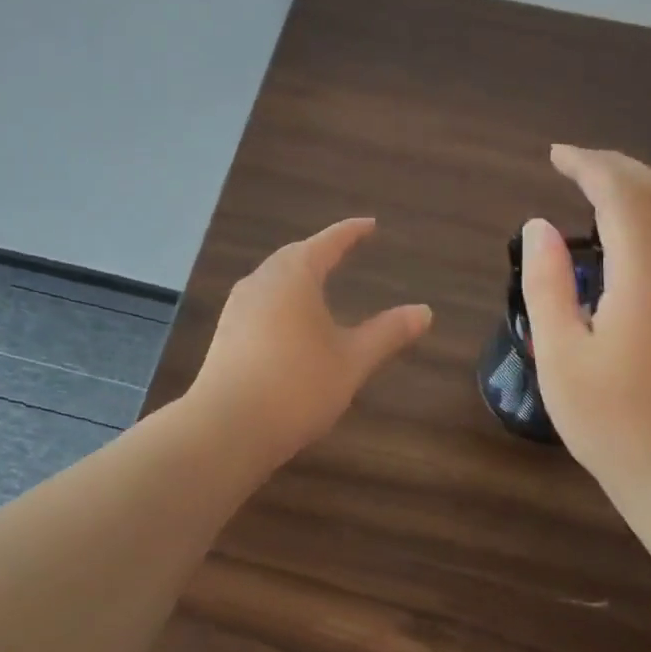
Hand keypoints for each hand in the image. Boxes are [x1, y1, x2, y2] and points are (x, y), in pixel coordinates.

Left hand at [189, 219, 433, 462]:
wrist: (227, 427)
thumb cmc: (298, 386)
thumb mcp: (352, 361)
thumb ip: (388, 333)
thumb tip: (424, 311)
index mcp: (293, 276)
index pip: (327, 243)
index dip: (350, 232)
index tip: (369, 224)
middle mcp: (261, 282)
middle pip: (293, 256)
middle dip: (319, 251)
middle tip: (342, 251)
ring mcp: (237, 308)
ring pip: (272, 279)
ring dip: (296, 275)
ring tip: (317, 283)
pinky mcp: (225, 335)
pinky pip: (260, 303)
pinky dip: (281, 301)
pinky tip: (289, 322)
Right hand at [523, 145, 650, 490]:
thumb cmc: (609, 420)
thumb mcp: (560, 355)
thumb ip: (547, 284)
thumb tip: (539, 225)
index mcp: (646, 279)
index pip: (622, 198)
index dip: (589, 167)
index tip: (555, 157)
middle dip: (616, 166)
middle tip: (573, 162)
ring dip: (650, 183)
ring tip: (612, 181)